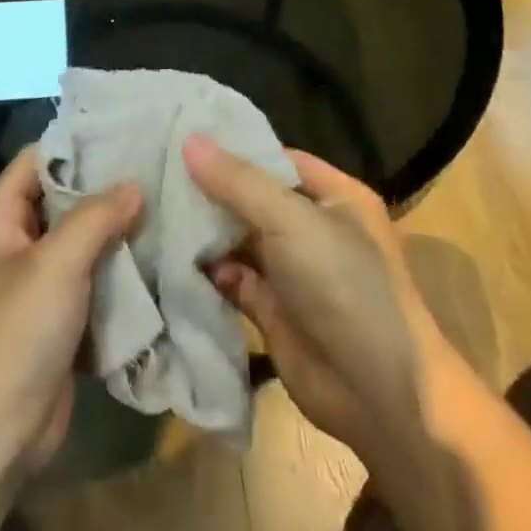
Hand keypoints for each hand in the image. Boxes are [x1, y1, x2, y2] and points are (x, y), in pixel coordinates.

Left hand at [0, 146, 140, 478]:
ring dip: (114, 232)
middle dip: (105, 190)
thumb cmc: (16, 332)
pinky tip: (153, 257)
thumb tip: (134, 183)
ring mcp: (32, 284)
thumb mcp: (57, 264)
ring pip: (78, 242)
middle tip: (157, 171)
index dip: (77, 146)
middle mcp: (11, 244)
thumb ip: (96, 216)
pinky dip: (114, 271)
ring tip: (165, 208)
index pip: (36, 161)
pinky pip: (87, 281)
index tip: (126, 135)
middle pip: (60, 200)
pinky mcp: (53, 319)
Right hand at [186, 135, 457, 466]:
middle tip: (153, 172)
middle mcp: (314, 229)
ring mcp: (294, 271)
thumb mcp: (292, 221)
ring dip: (204, 232)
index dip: (234, 149)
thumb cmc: (343, 286)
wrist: (377, 392)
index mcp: (335, 197)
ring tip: (153, 212)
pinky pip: (233, 279)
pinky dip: (208, 272)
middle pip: (253, 199)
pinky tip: (172, 261)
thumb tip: (189, 140)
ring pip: (240, 240)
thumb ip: (239, 182)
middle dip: (210, 191)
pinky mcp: (273, 310)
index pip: (277, 159)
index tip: (182, 137)